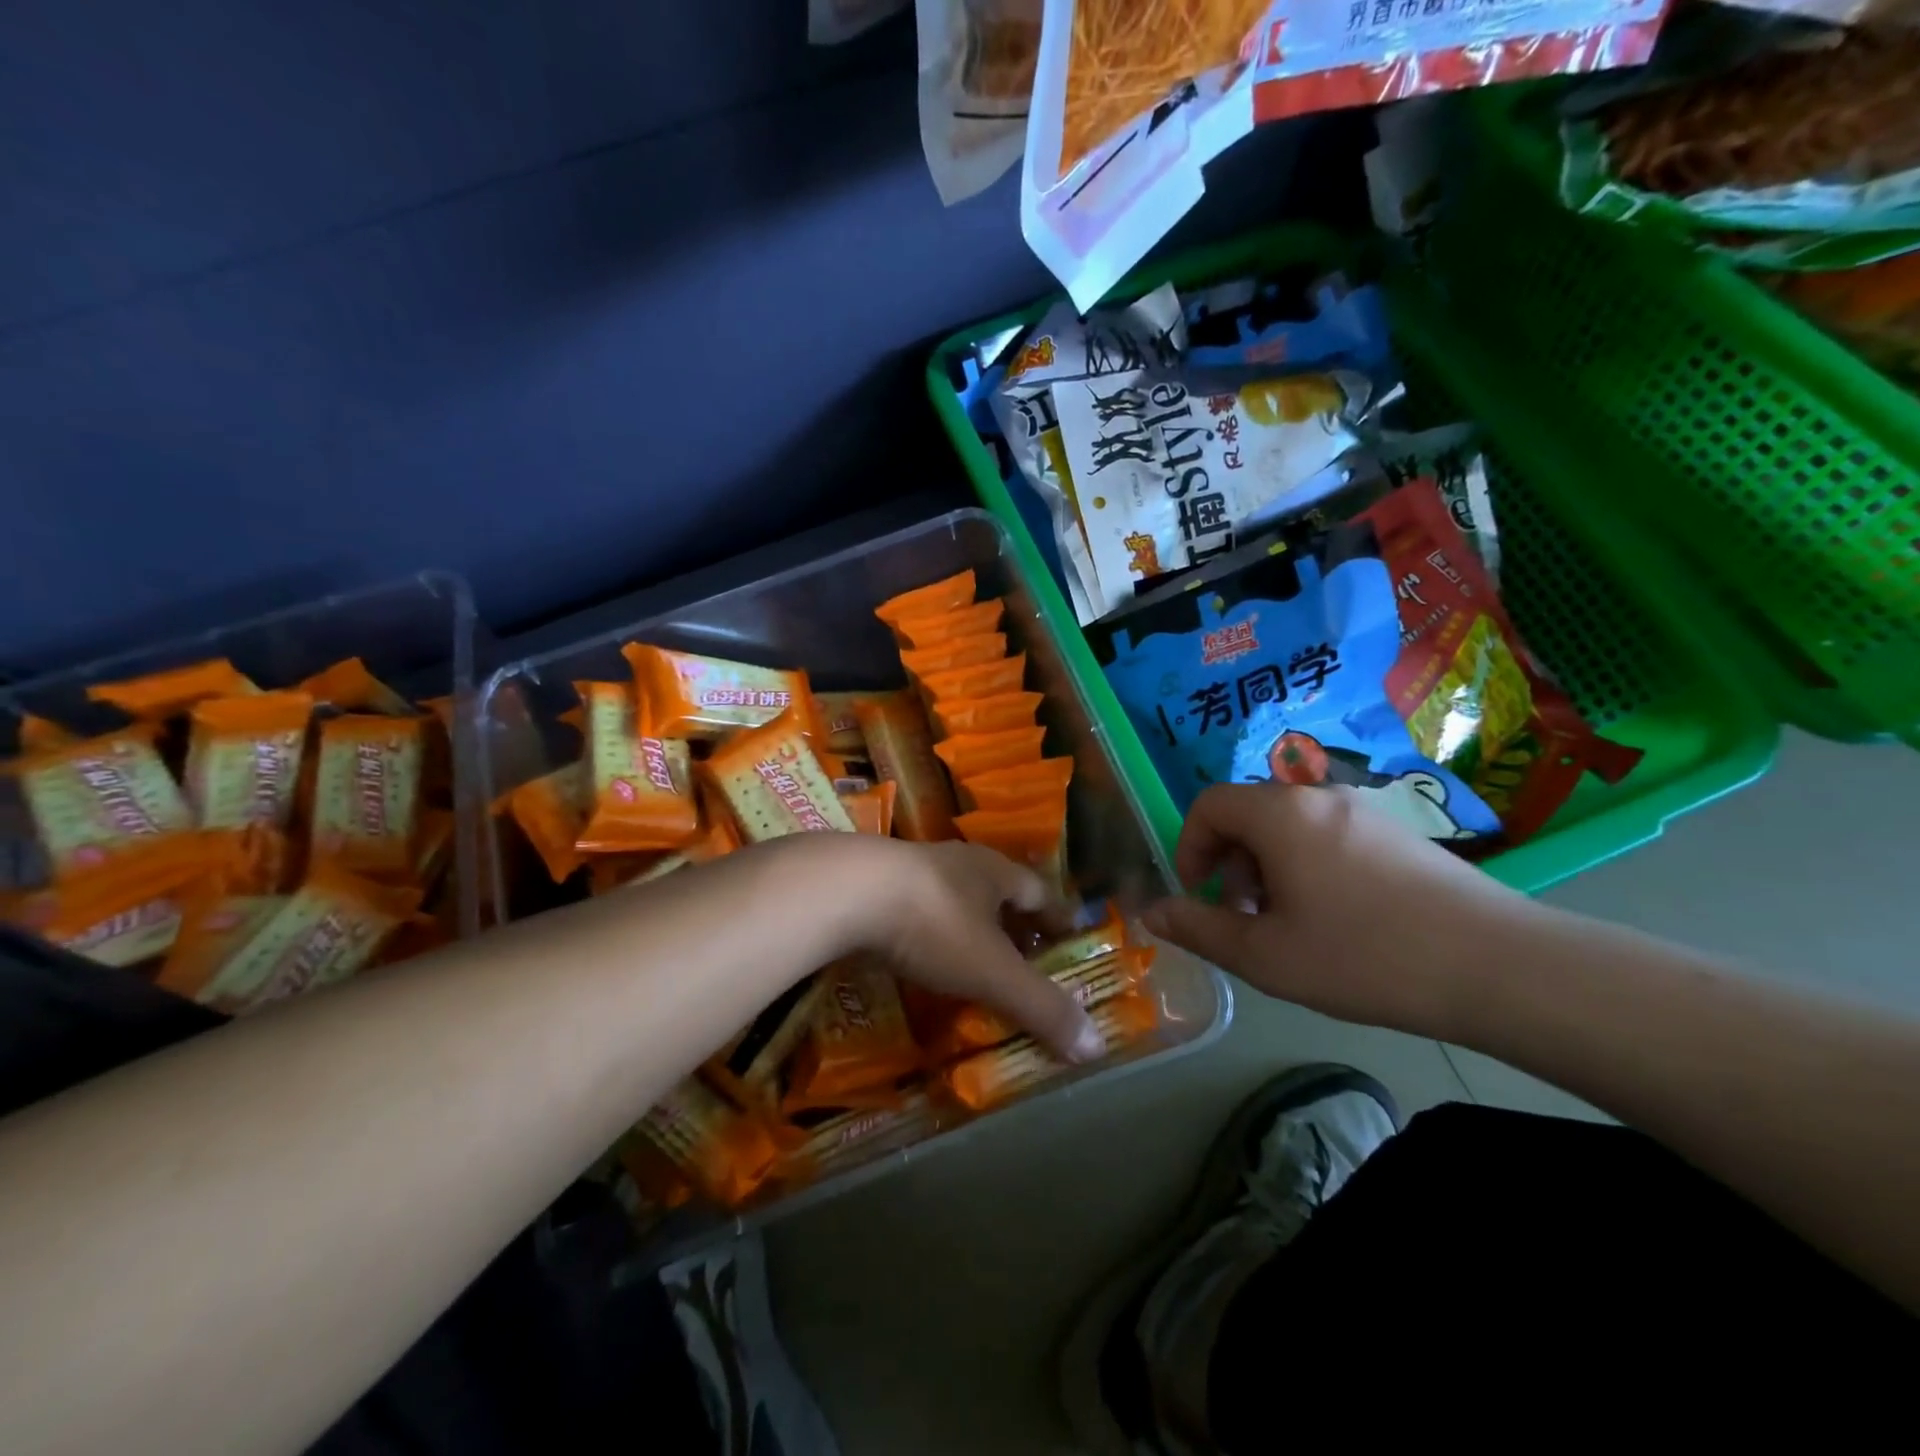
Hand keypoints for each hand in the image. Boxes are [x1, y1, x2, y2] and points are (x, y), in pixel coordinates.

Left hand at [847, 838, 1105, 1064]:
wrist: (844, 891)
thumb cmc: (932, 923)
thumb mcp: (992, 971)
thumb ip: (1041, 1006)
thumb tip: (1096, 1045)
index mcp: (994, 871)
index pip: (1039, 891)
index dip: (1057, 917)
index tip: (1070, 938)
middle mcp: (958, 862)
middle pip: (997, 891)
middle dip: (1013, 923)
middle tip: (1025, 958)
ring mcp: (912, 869)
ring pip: (953, 897)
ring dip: (968, 926)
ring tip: (973, 960)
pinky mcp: (874, 884)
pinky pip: (914, 909)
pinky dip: (927, 933)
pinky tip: (919, 955)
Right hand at [1141, 783, 1532, 1038]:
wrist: (1498, 966)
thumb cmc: (1364, 957)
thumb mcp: (1266, 955)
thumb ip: (1200, 928)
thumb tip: (1152, 912)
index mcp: (1280, 814)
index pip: (1208, 805)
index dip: (1189, 847)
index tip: (1199, 896)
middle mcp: (1318, 797)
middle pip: (1248, 812)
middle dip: (1229, 861)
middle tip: (1243, 916)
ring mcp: (1363, 811)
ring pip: (1288, 825)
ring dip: (1267, 866)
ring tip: (1287, 923)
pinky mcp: (1397, 832)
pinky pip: (1327, 834)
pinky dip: (1307, 865)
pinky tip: (1336, 919)